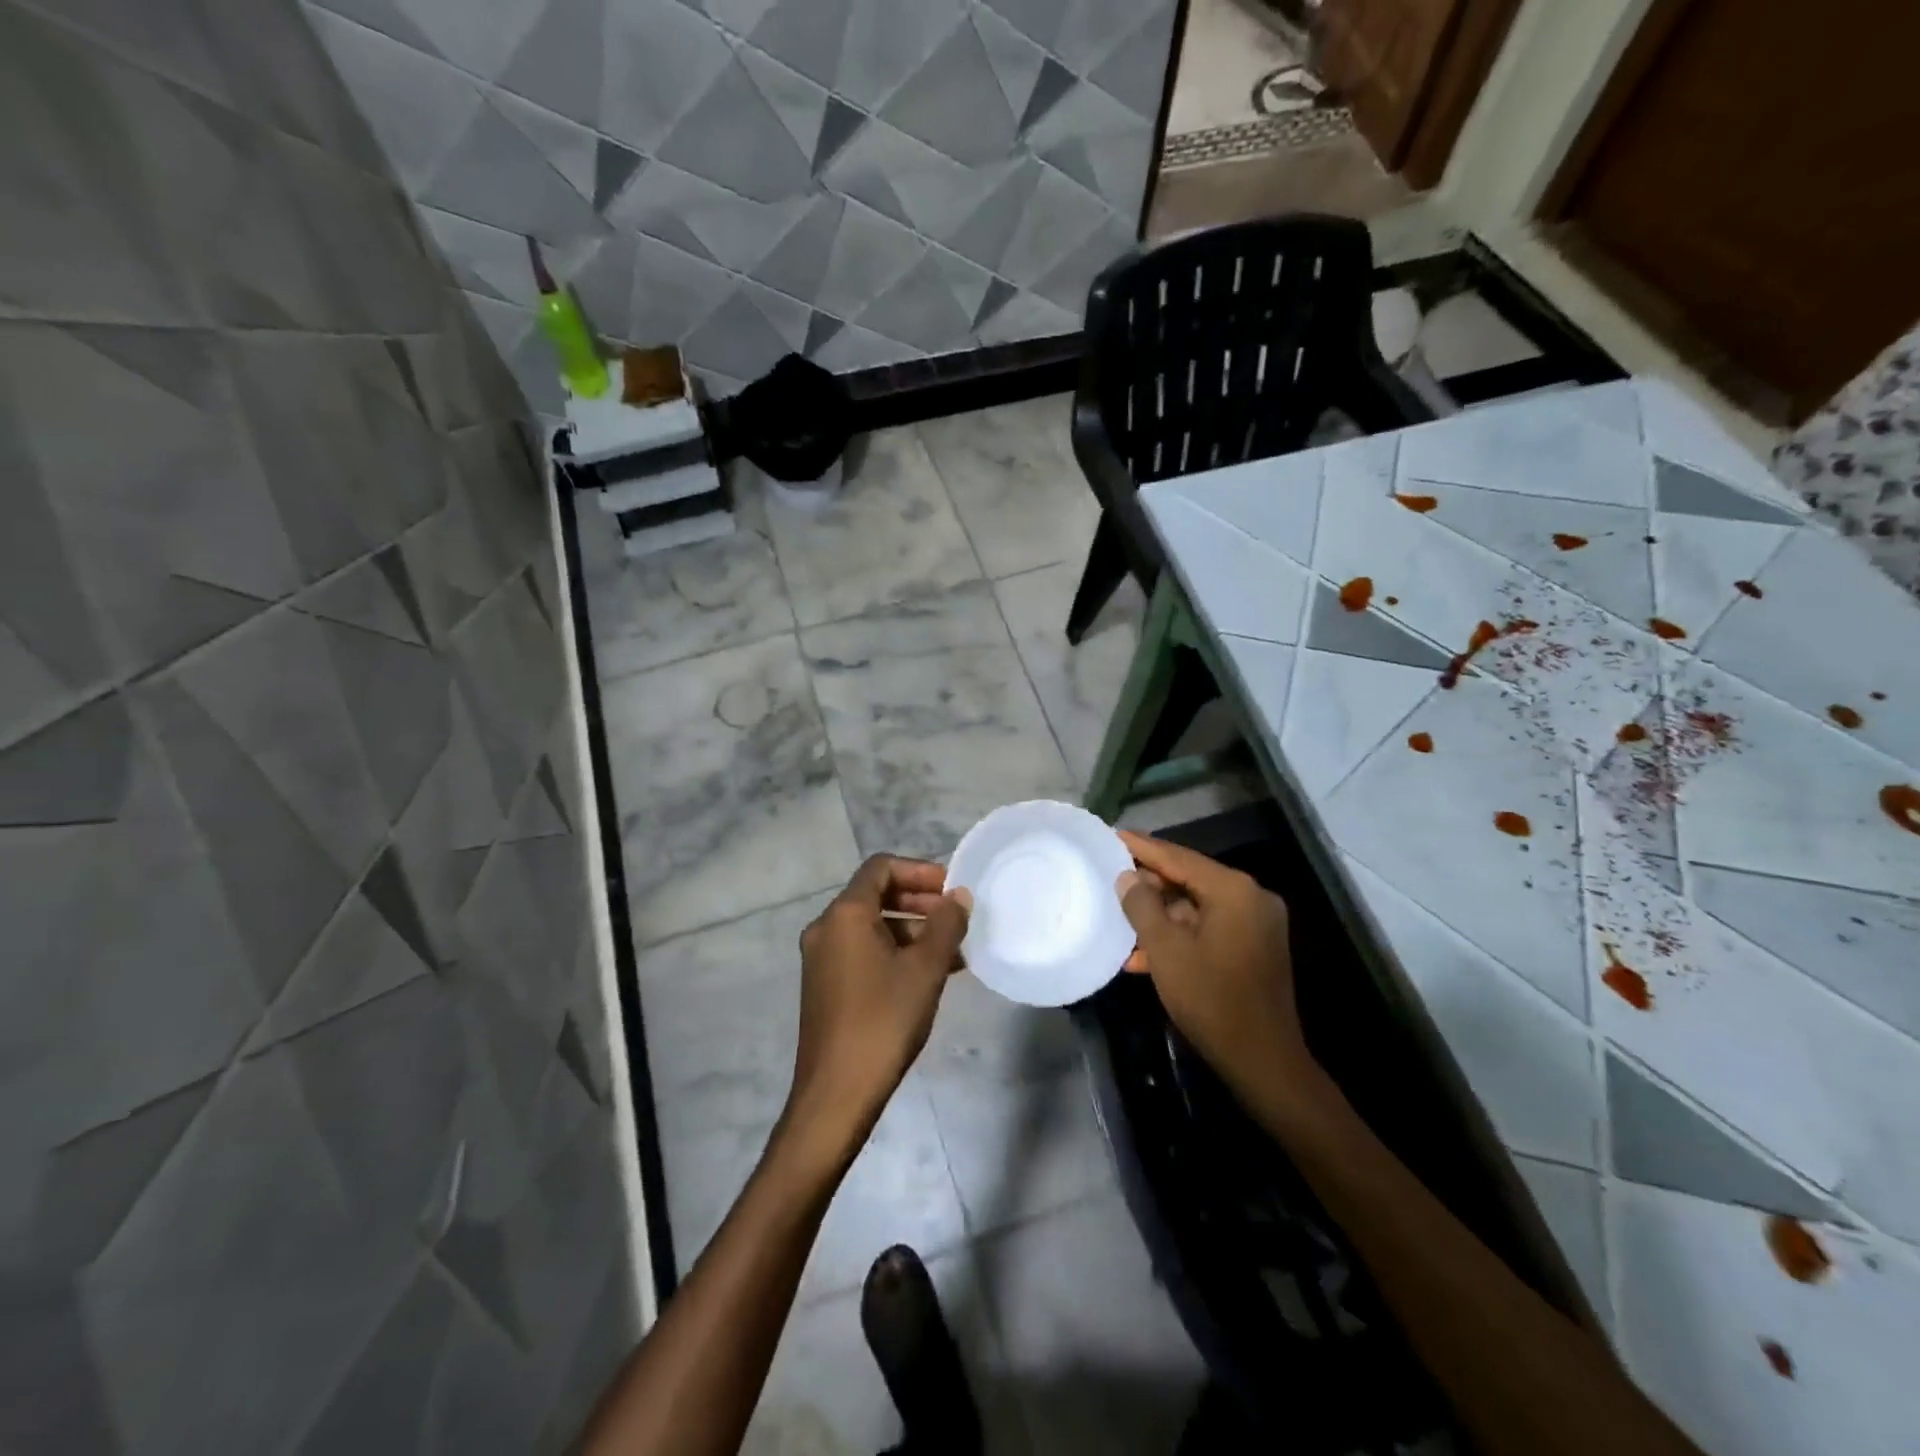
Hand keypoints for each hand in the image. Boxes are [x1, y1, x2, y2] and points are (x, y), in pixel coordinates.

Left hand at [783, 856, 969, 1154]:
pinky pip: (864, 951)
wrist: (836, 1094)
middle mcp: (826, 928)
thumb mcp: (925, 969)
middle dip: (919, 900)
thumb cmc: (883, 1021)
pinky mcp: (826, 985)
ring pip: (872, 926)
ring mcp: (822, 958)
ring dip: (912, 929)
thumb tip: (959, 896)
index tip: (952, 889)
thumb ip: (946, 925)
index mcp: (844, 914)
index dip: (920, 870)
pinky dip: (895, 951)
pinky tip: (929, 973)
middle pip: (875, 894)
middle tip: (956, 917)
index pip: (881, 867)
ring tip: (952, 950)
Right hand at [1114, 831, 1316, 1104]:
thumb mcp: (1165, 950)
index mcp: (1233, 890)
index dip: (1143, 847)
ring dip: (1160, 917)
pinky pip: (1209, 928)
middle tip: (1112, 878)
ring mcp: (1257, 924)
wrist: (1263, 1060)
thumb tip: (1128, 877)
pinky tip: (1145, 955)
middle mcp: (1251, 898)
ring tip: (1121, 922)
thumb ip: (1142, 906)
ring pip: (1197, 907)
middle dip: (1149, 885)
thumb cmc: (1211, 999)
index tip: (1113, 835)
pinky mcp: (1255, 948)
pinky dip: (1180, 936)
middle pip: (1189, 880)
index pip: (1179, 857)